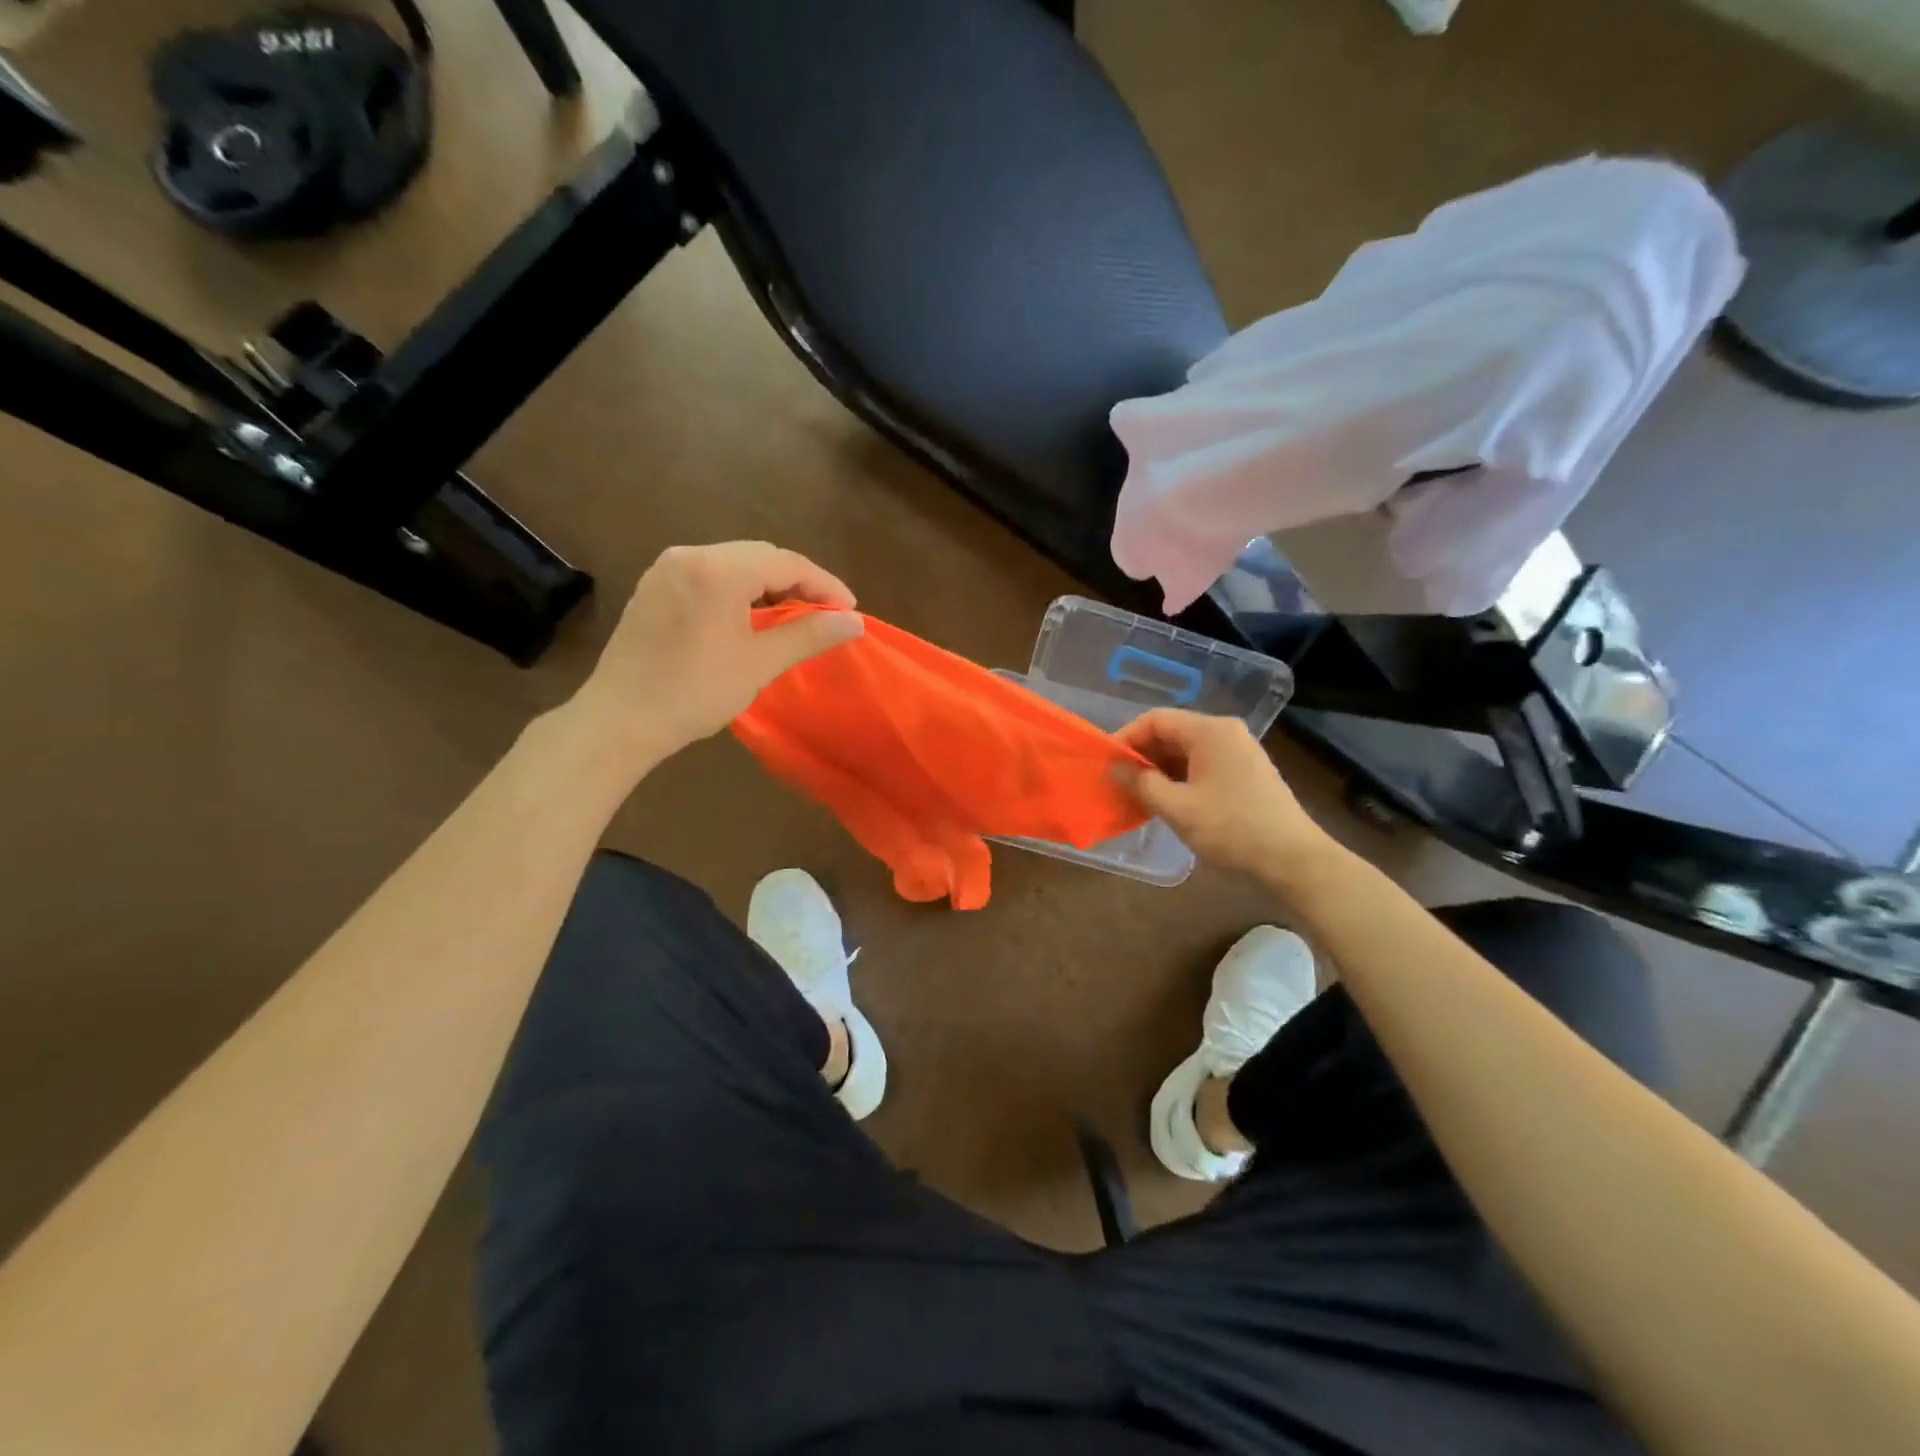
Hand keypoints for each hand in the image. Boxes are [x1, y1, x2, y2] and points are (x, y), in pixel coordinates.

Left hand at [572, 542, 863, 764]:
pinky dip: (737, 589)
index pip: (786, 563)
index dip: (824, 585)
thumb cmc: (695, 692)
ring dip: (768, 585)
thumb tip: (855, 621)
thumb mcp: (759, 663)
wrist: (620, 720)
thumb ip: (809, 635)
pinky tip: (749, 616)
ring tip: (792, 616)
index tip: (850, 611)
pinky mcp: (654, 587)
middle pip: (760, 556)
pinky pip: (708, 575)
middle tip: (824, 614)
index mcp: (718, 570)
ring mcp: (666, 568)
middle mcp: (690, 555)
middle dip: (798, 582)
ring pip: (733, 563)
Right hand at [1114, 708, 1328, 881]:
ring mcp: (1239, 754)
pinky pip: (1202, 767)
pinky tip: (1165, 803)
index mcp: (1211, 731)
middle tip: (1117, 782)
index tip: (1106, 764)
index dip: (1126, 738)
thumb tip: (1116, 769)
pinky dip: (1179, 780)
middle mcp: (1226, 733)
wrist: (1294, 862)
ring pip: (1186, 752)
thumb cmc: (1233, 829)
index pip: (1156, 719)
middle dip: (1141, 756)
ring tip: (1136, 796)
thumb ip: (1141, 783)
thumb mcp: (1178, 808)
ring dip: (1159, 770)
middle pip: (1171, 733)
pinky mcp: (1245, 775)